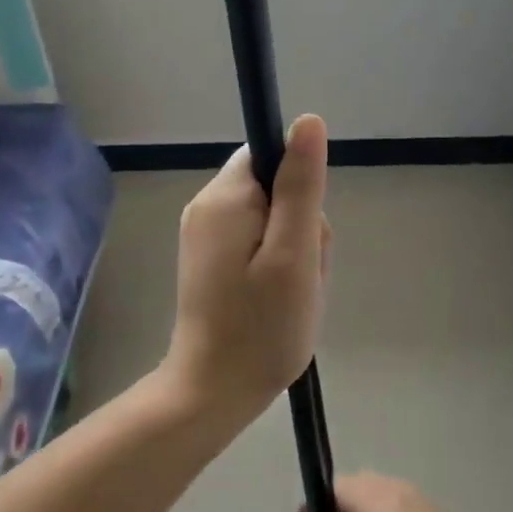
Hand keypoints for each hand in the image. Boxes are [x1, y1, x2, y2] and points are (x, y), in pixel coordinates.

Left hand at [167, 115, 331, 417]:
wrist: (214, 391)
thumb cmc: (261, 326)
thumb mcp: (294, 253)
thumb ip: (301, 185)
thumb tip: (307, 120)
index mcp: (224, 196)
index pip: (273, 156)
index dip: (300, 190)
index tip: (303, 235)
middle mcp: (206, 206)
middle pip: (275, 189)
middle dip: (300, 228)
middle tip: (299, 276)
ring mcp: (205, 235)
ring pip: (272, 219)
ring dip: (293, 251)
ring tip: (289, 294)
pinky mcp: (210, 260)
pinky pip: (257, 243)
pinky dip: (276, 267)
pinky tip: (276, 300)